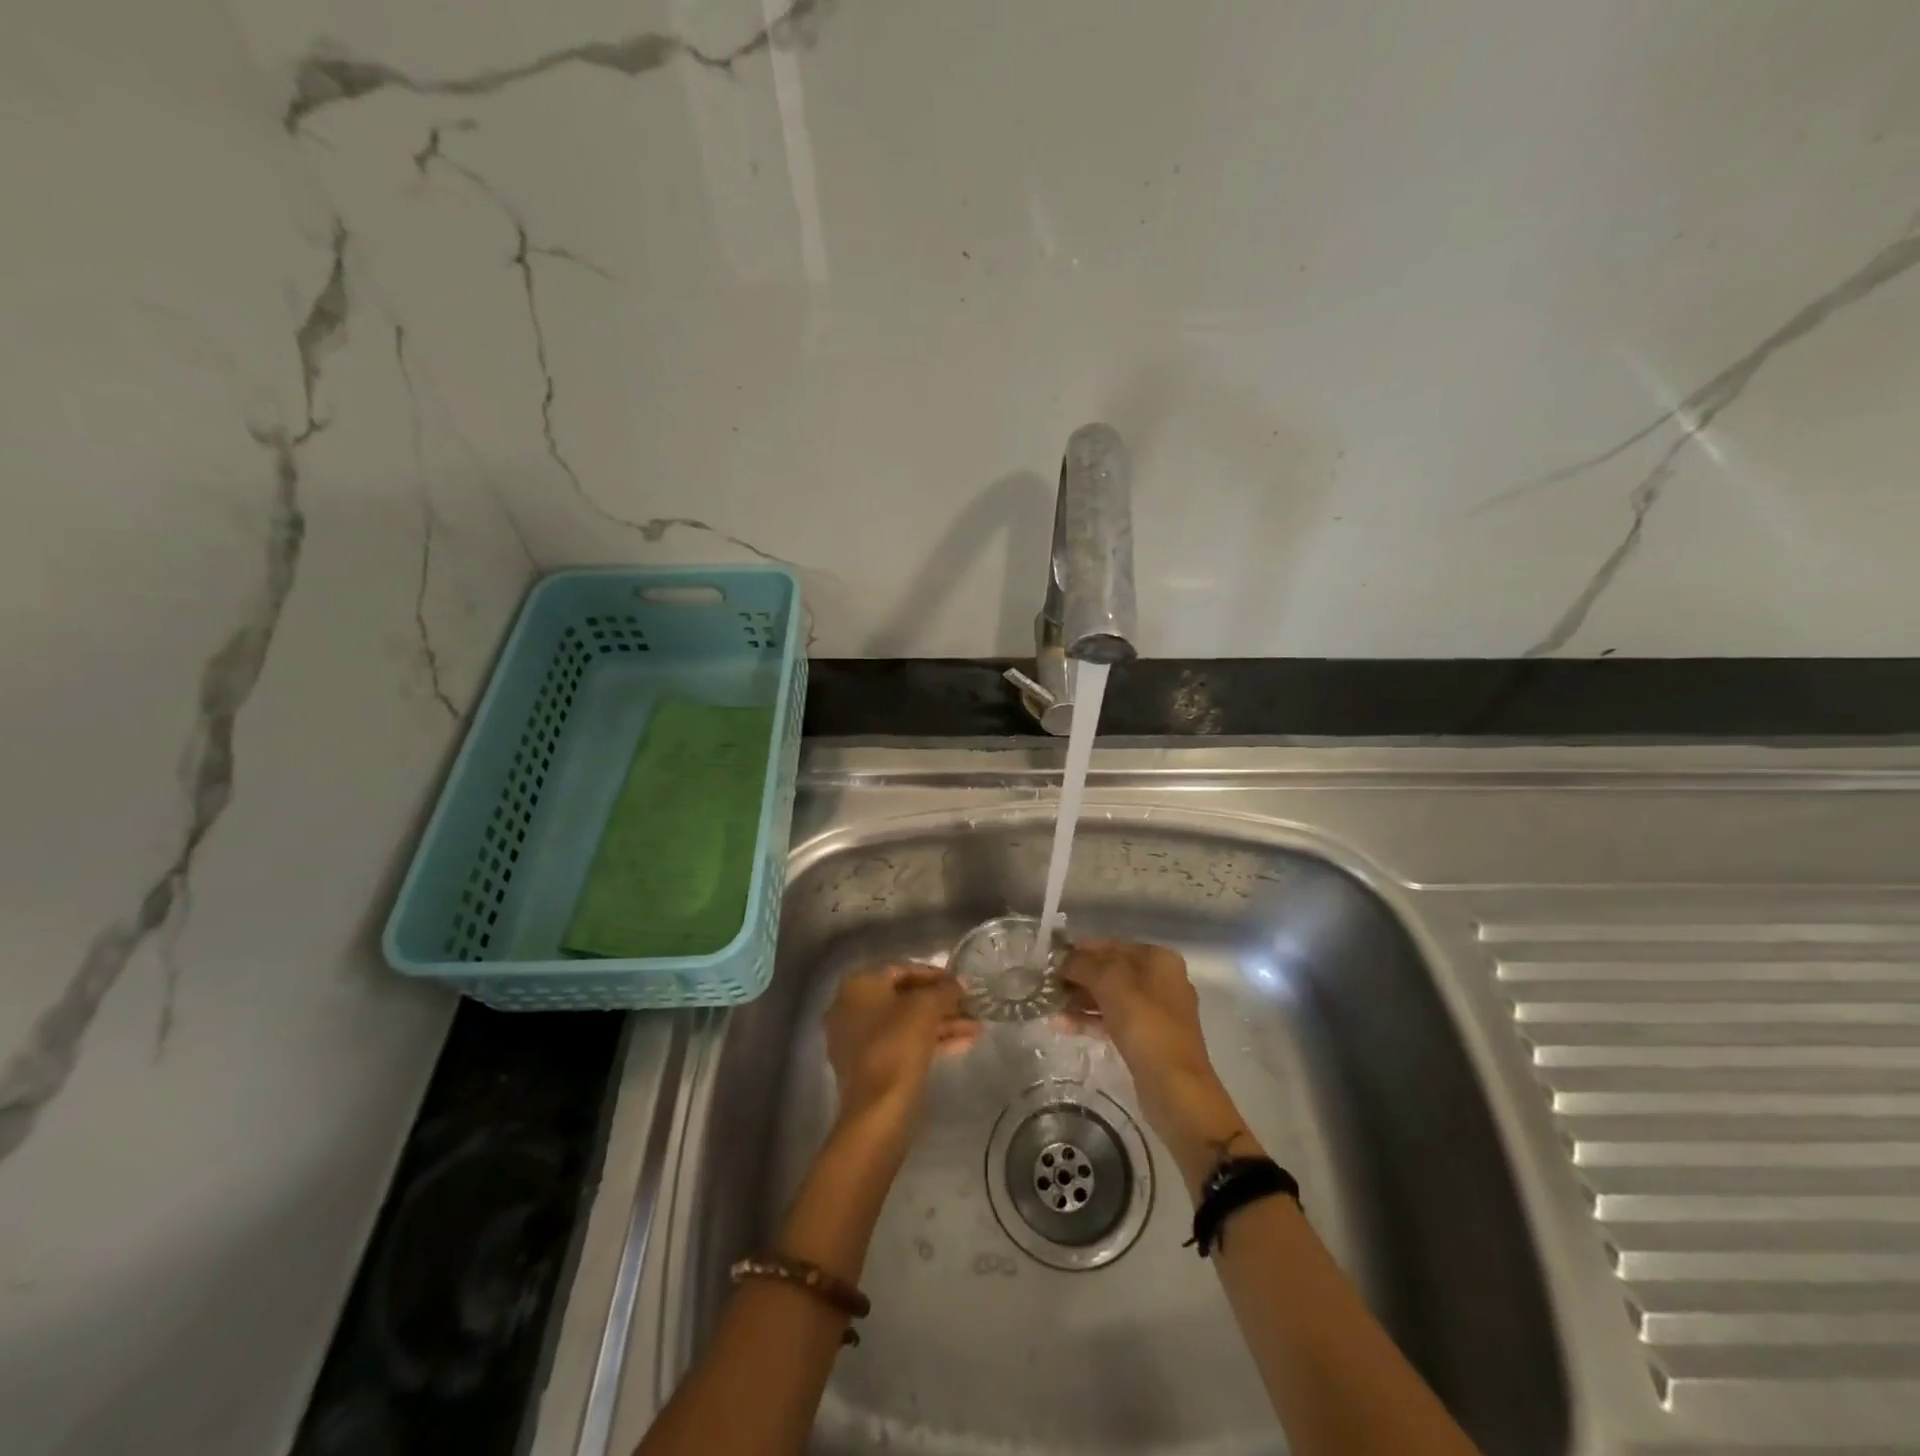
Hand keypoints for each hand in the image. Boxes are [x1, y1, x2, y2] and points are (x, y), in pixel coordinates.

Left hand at [824, 964, 978, 1149]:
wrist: (878, 1111)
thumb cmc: (897, 1045)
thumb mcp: (926, 1008)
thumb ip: (944, 990)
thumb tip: (960, 982)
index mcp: (858, 986)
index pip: (901, 969)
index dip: (934, 974)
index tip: (960, 983)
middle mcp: (852, 1008)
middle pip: (904, 998)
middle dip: (940, 1002)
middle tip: (970, 1006)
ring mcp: (859, 1040)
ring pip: (906, 1024)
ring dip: (942, 1023)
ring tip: (977, 1028)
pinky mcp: (870, 1067)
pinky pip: (903, 1045)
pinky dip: (930, 1042)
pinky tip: (965, 1044)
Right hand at [1060, 939, 1244, 1166]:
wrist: (1176, 1088)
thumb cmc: (1145, 1025)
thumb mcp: (1111, 984)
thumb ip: (1083, 964)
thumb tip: (1063, 959)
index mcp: (1158, 959)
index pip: (1112, 944)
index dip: (1081, 950)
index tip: (1051, 958)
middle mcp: (1160, 980)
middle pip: (1111, 970)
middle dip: (1078, 976)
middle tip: (1047, 983)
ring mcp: (1154, 1011)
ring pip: (1110, 996)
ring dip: (1080, 999)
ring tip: (1049, 1004)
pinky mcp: (1146, 1038)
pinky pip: (1113, 1020)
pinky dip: (1090, 1020)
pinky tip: (1061, 1025)